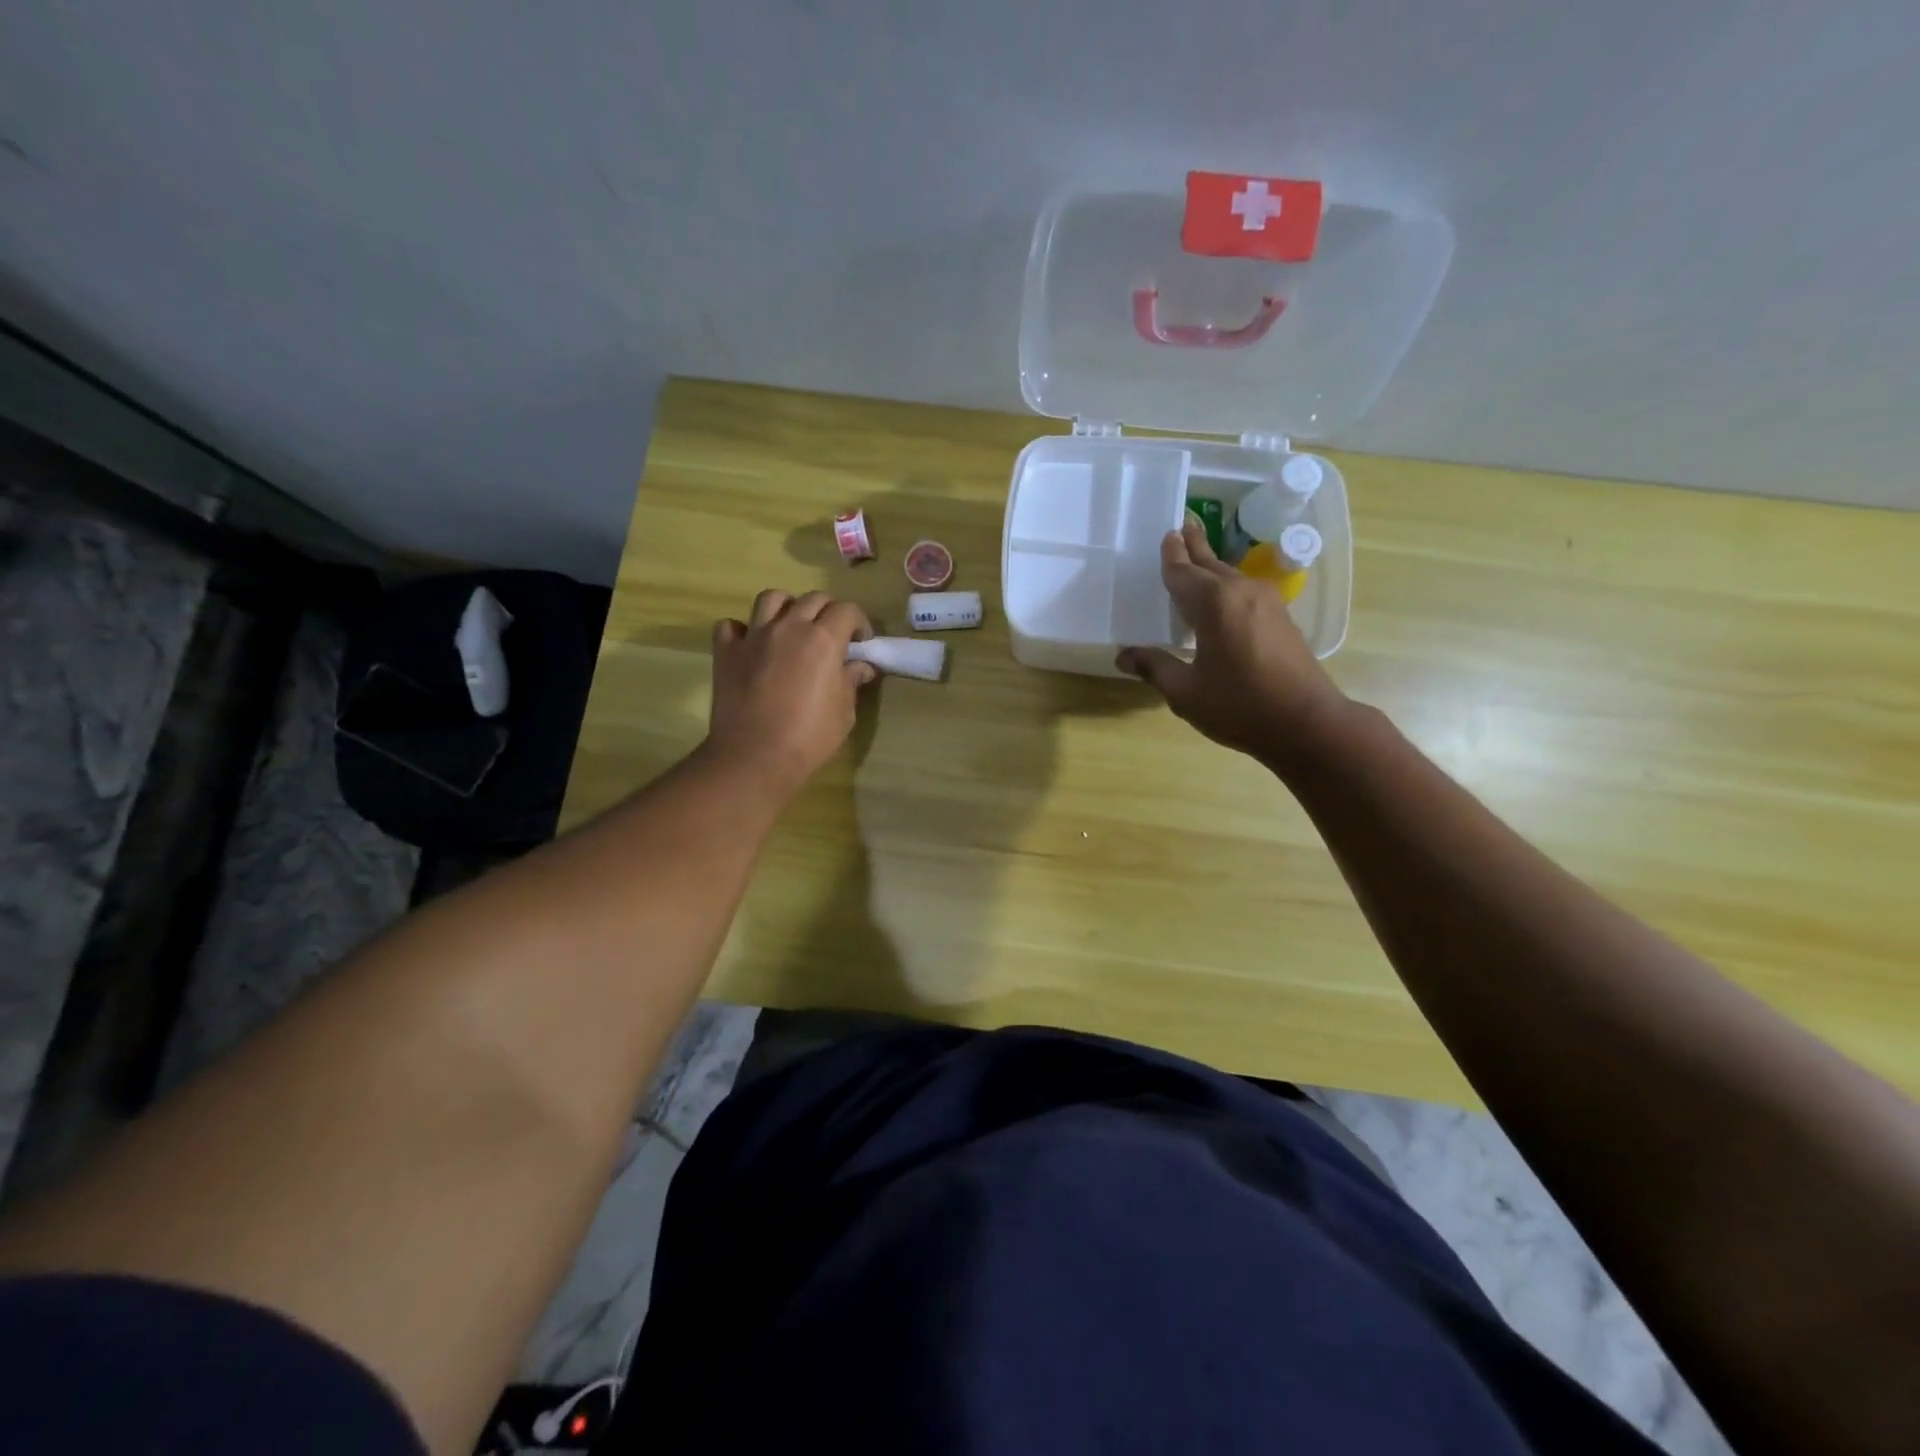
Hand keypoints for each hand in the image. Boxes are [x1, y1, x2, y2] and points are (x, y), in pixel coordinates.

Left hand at [707, 589, 874, 794]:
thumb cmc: (810, 737)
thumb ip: (851, 681)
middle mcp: (789, 627)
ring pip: (772, 599)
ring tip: (791, 628)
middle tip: (832, 636)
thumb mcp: (844, 712)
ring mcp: (754, 636)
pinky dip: (743, 630)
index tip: (861, 642)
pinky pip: (732, 625)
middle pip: (813, 598)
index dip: (859, 622)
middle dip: (828, 612)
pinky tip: (752, 646)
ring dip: (787, 607)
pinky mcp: (727, 651)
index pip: (847, 610)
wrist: (755, 756)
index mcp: (823, 639)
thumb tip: (861, 666)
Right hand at [1117, 515, 1350, 765]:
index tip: (1166, 534)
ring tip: (1198, 553)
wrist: (1307, 723)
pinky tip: (1221, 594)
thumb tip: (1124, 655)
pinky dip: (1226, 584)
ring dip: (1211, 564)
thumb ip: (1155, 668)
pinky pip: (1244, 590)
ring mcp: (1266, 602)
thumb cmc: (1240, 707)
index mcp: (1214, 604)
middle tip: (1183, 524)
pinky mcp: (1280, 618)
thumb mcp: (1186, 692)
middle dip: (1194, 546)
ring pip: (1230, 575)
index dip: (1171, 557)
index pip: (1183, 573)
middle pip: (1210, 564)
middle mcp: (1240, 592)